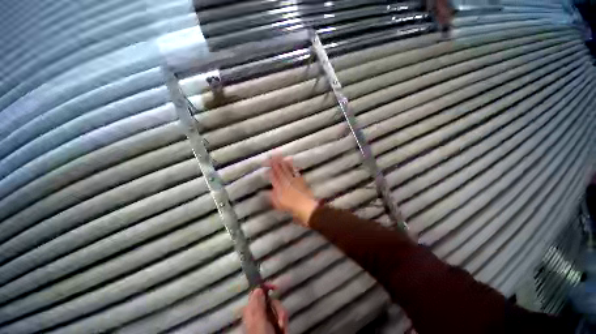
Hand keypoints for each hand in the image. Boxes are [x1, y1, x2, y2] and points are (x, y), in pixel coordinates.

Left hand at [243, 288, 287, 333]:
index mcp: (251, 311)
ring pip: (277, 308)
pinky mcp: (274, 326)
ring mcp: (266, 320)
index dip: (265, 288)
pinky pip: (281, 317)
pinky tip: (283, 330)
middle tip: (280, 317)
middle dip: (277, 307)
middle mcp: (258, 314)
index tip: (275, 287)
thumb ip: (258, 306)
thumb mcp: (259, 323)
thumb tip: (258, 288)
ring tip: (282, 328)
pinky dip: (284, 322)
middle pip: (270, 300)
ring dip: (282, 316)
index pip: (256, 293)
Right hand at [267, 155, 317, 226]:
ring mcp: (294, 180)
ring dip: (283, 162)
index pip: (274, 175)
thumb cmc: (291, 207)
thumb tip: (271, 188)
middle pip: (280, 170)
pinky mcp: (301, 180)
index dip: (271, 168)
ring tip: (280, 156)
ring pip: (287, 169)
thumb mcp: (278, 203)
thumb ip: (274, 195)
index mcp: (280, 187)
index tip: (268, 162)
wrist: (306, 207)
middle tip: (274, 155)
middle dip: (276, 162)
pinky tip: (290, 161)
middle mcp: (286, 181)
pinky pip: (295, 170)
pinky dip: (292, 165)